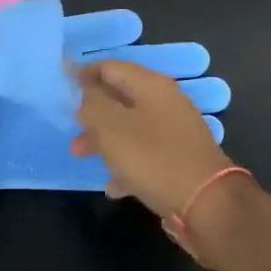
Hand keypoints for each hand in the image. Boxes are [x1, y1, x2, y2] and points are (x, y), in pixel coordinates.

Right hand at [71, 59, 233, 218]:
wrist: (207, 203)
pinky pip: (145, 154)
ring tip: (81, 155)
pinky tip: (113, 186)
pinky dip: (126, 164)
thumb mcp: (112, 128)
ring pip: (131, 127)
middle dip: (93, 112)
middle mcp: (166, 102)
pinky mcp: (180, 159)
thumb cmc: (153, 158)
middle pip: (121, 98)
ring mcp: (175, 131)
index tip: (64, 85)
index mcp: (151, 85)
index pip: (111, 67)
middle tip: (71, 126)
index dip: (85, 74)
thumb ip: (93, 105)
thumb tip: (88, 95)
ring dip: (105, 139)